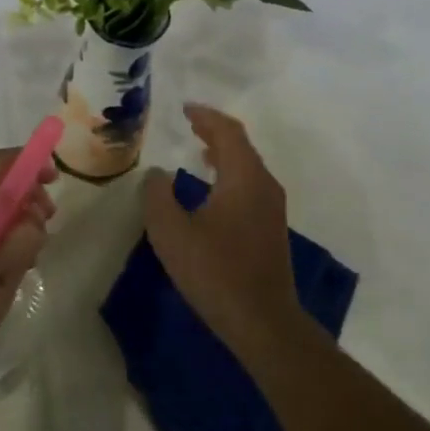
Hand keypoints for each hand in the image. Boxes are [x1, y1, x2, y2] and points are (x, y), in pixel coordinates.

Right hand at [140, 104, 300, 360]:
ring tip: (200, 149)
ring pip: (247, 166)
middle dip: (215, 131)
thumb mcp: (172, 233)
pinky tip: (214, 188)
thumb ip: (158, 196)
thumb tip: (157, 173)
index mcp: (243, 177)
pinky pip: (250, 183)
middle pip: (241, 145)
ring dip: (224, 153)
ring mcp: (272, 207)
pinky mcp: (271, 227)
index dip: (206, 116)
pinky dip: (230, 173)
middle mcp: (264, 184)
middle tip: (190, 123)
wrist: (264, 322)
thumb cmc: (216, 272)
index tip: (185, 108)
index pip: (227, 132)